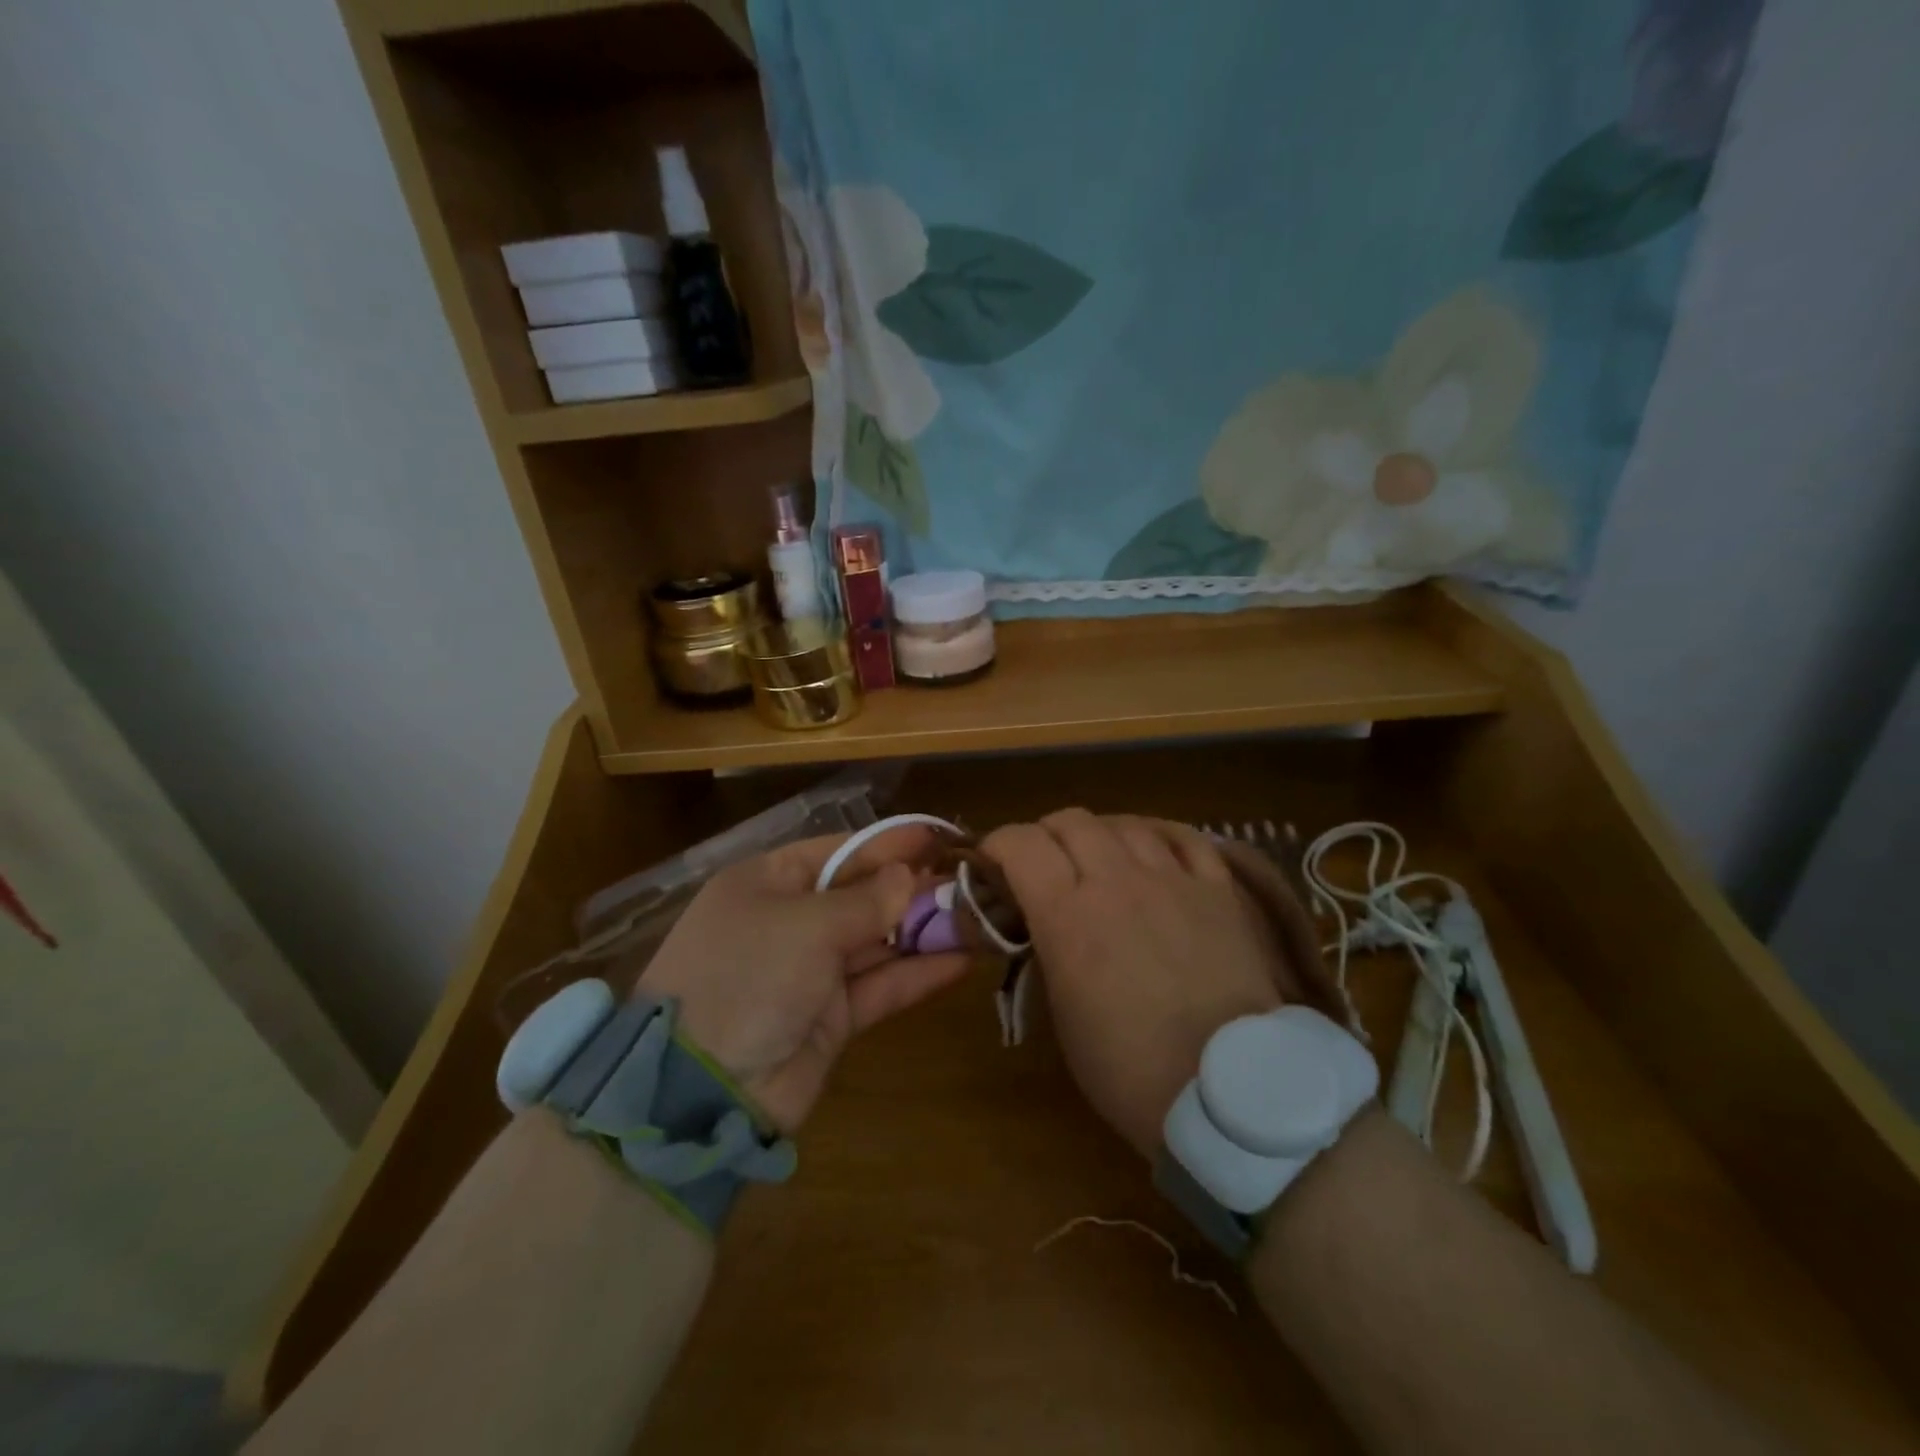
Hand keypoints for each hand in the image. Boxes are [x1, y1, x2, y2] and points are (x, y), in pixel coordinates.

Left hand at [638, 826, 969, 1132]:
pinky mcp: (832, 1018)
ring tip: (978, 916)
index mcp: (768, 883)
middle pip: (862, 895)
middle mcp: (790, 921)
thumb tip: (909, 876)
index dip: (889, 844)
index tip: (939, 838)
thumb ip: (865, 901)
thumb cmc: (747, 976)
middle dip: (913, 888)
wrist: (699, 1091)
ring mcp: (810, 971)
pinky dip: (918, 974)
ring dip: (924, 931)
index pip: (838, 852)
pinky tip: (962, 960)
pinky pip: (881, 986)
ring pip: (878, 942)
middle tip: (970, 880)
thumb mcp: (804, 925)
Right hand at [983, 810, 1315, 1158]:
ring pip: (1125, 823)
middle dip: (1046, 835)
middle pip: (1070, 821)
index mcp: (1068, 914)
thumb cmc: (1128, 1068)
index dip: (998, 844)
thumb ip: (1047, 949)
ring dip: (1100, 835)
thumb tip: (1042, 923)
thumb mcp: (1062, 1012)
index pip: (1020, 843)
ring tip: (1100, 860)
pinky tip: (1154, 852)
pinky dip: (1158, 837)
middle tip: (1045, 865)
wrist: (1227, 1090)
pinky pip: (1183, 837)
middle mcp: (1117, 880)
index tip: (994, 864)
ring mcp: (1172, 878)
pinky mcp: (1218, 888)